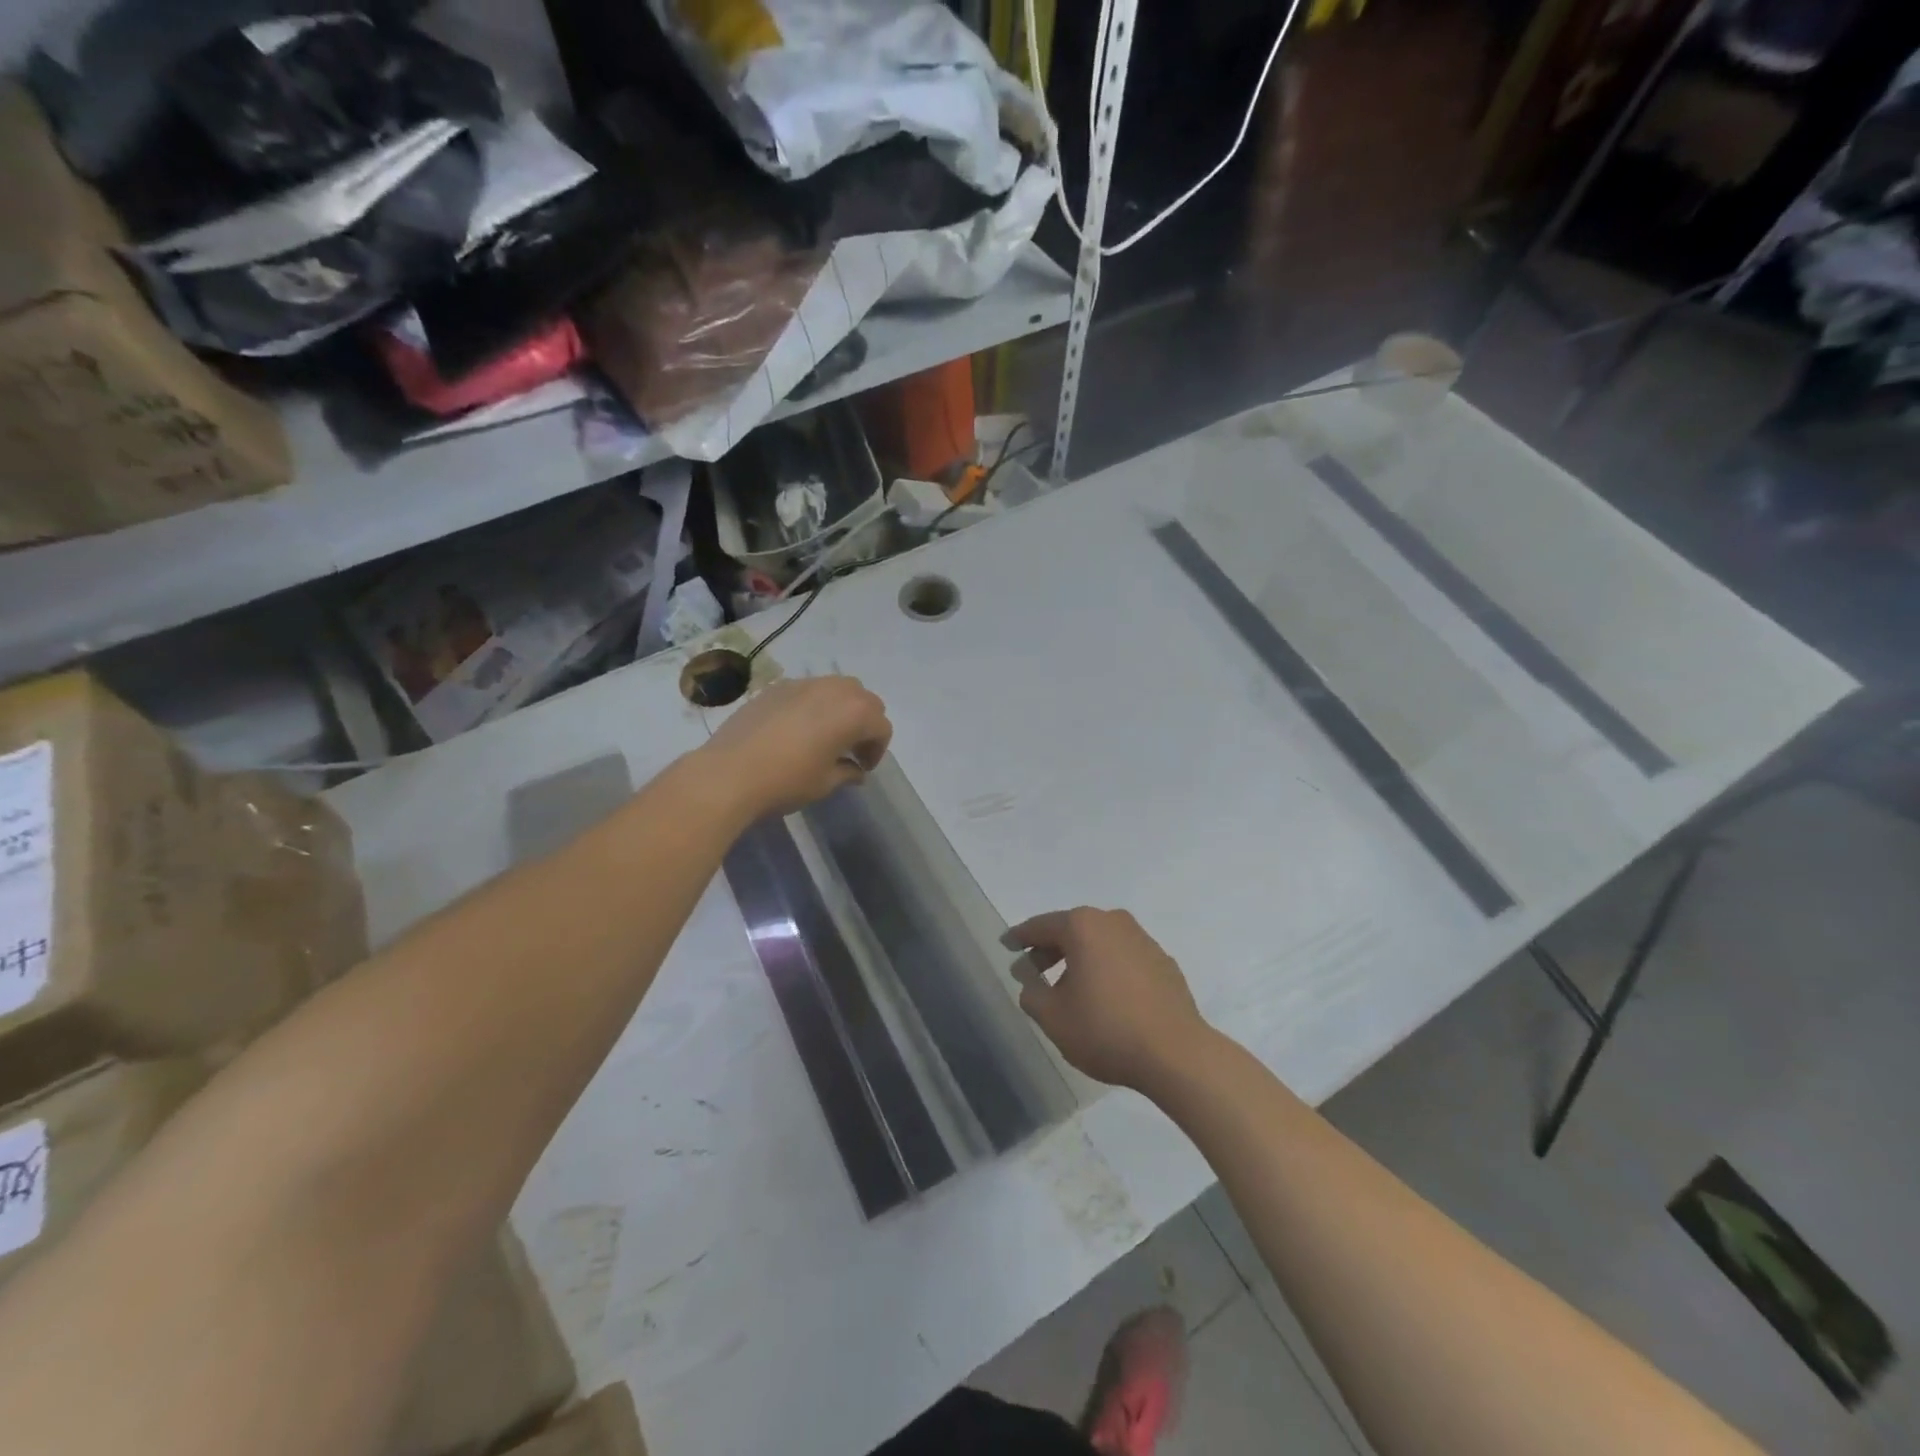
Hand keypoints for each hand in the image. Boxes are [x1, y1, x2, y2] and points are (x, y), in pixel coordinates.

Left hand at [699, 675, 891, 817]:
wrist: (729, 773)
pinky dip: (813, 705)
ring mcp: (802, 684)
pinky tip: (795, 730)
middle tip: (850, 749)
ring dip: (840, 708)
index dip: (877, 750)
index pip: (881, 727)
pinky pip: (807, 690)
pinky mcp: (776, 687)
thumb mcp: (825, 783)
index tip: (862, 768)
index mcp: (854, 713)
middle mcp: (833, 690)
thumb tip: (856, 770)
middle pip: (864, 699)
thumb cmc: (786, 781)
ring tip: (825, 735)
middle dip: (864, 722)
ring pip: (836, 688)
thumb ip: (847, 772)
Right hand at [1009, 908, 1212, 1092]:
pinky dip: (1108, 969)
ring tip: (1069, 989)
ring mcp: (1143, 940)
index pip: (1041, 926)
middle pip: (1072, 930)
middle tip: (1032, 971)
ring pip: (1100, 943)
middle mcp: (1113, 922)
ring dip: (1081, 960)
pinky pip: (1124, 958)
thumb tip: (1031, 981)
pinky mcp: (1163, 962)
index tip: (1006, 945)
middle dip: (1050, 950)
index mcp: (1083, 926)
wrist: (1176, 1054)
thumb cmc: (1105, 1029)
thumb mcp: (1053, 1017)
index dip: (1020, 938)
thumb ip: (1032, 994)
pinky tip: (1105, 997)